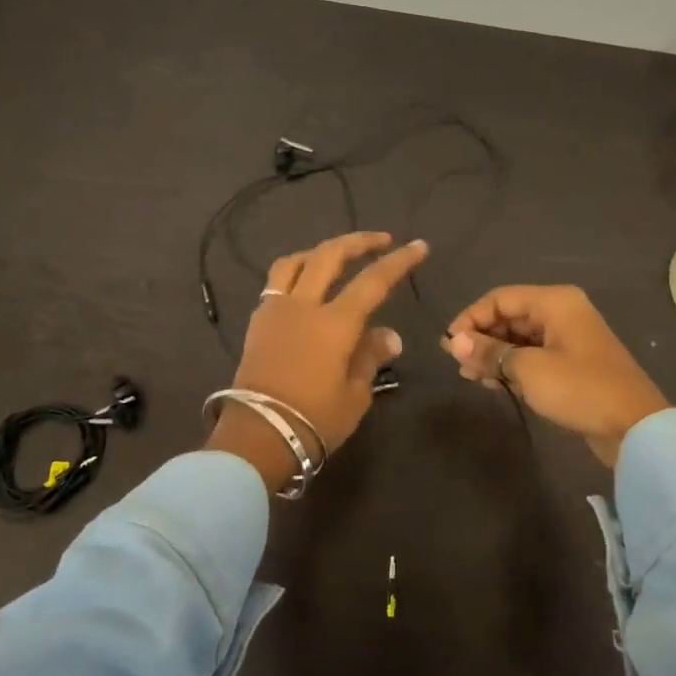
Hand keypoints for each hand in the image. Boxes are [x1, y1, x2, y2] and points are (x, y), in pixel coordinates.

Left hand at [207, 232, 428, 490]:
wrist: (258, 436)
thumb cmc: (314, 420)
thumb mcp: (355, 394)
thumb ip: (370, 357)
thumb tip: (390, 335)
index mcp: (335, 323)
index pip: (373, 281)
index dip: (398, 261)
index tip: (418, 246)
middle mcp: (304, 305)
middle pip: (330, 256)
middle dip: (359, 242)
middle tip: (381, 240)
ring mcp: (275, 310)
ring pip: (296, 262)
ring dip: (321, 251)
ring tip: (337, 255)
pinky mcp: (257, 322)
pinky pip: (276, 282)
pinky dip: (296, 272)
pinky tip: (305, 284)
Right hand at [443, 285, 668, 467]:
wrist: (633, 426)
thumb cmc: (579, 389)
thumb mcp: (529, 369)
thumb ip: (490, 352)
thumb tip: (454, 342)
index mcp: (555, 302)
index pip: (500, 298)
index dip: (471, 318)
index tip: (449, 344)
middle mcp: (562, 313)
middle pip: (510, 316)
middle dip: (481, 337)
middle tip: (458, 363)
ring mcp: (569, 339)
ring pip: (520, 338)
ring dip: (494, 354)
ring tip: (470, 376)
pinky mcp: (572, 364)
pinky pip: (533, 355)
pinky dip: (512, 366)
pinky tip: (493, 383)